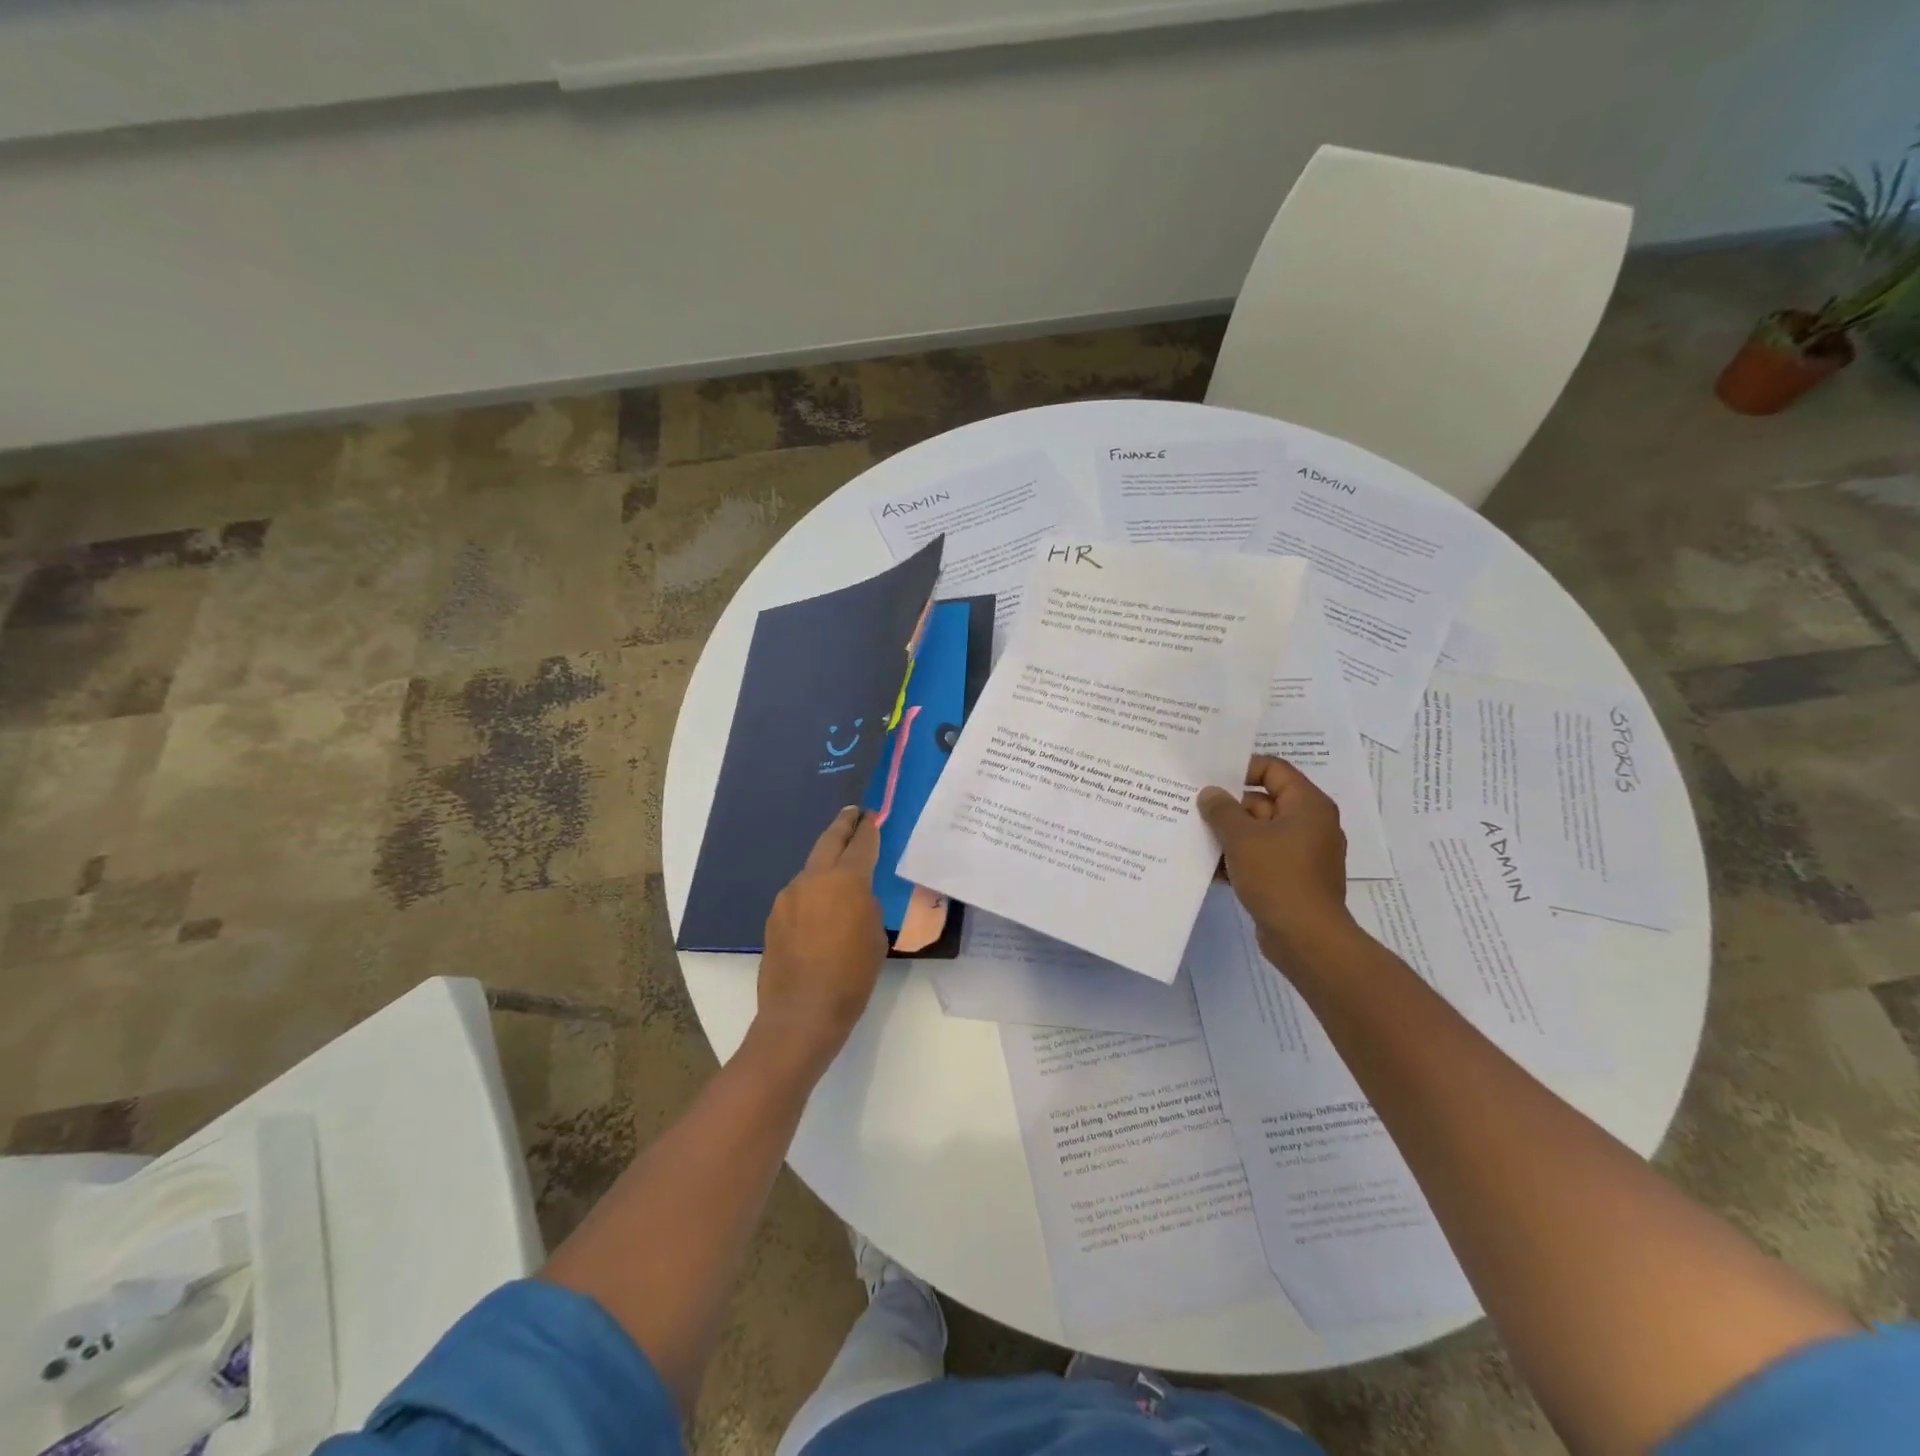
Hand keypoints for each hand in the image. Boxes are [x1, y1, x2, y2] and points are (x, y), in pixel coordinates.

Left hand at [756, 806, 888, 1064]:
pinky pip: (798, 895)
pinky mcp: (774, 916)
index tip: (872, 816)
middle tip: (852, 814)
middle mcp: (814, 879)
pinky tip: (819, 911)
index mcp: (846, 881)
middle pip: (829, 841)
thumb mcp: (875, 937)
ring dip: (825, 865)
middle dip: (843, 826)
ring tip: (839, 872)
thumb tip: (855, 897)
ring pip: (811, 869)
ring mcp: (788, 896)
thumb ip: (866, 906)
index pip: (861, 844)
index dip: (869, 828)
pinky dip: (811, 893)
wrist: (802, 1013)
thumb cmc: (851, 976)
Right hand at [1198, 756, 1354, 970]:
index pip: (1274, 769)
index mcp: (1308, 805)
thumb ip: (1222, 810)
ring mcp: (1302, 853)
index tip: (1210, 776)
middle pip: (1263, 801)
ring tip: (1193, 836)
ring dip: (1229, 835)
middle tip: (1193, 808)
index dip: (1242, 768)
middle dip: (1228, 807)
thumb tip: (1210, 793)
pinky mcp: (1292, 878)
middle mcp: (1310, 824)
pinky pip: (1262, 857)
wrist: (1306, 939)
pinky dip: (1239, 858)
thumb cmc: (1278, 877)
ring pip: (1259, 832)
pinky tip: (1209, 867)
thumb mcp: (1242, 838)